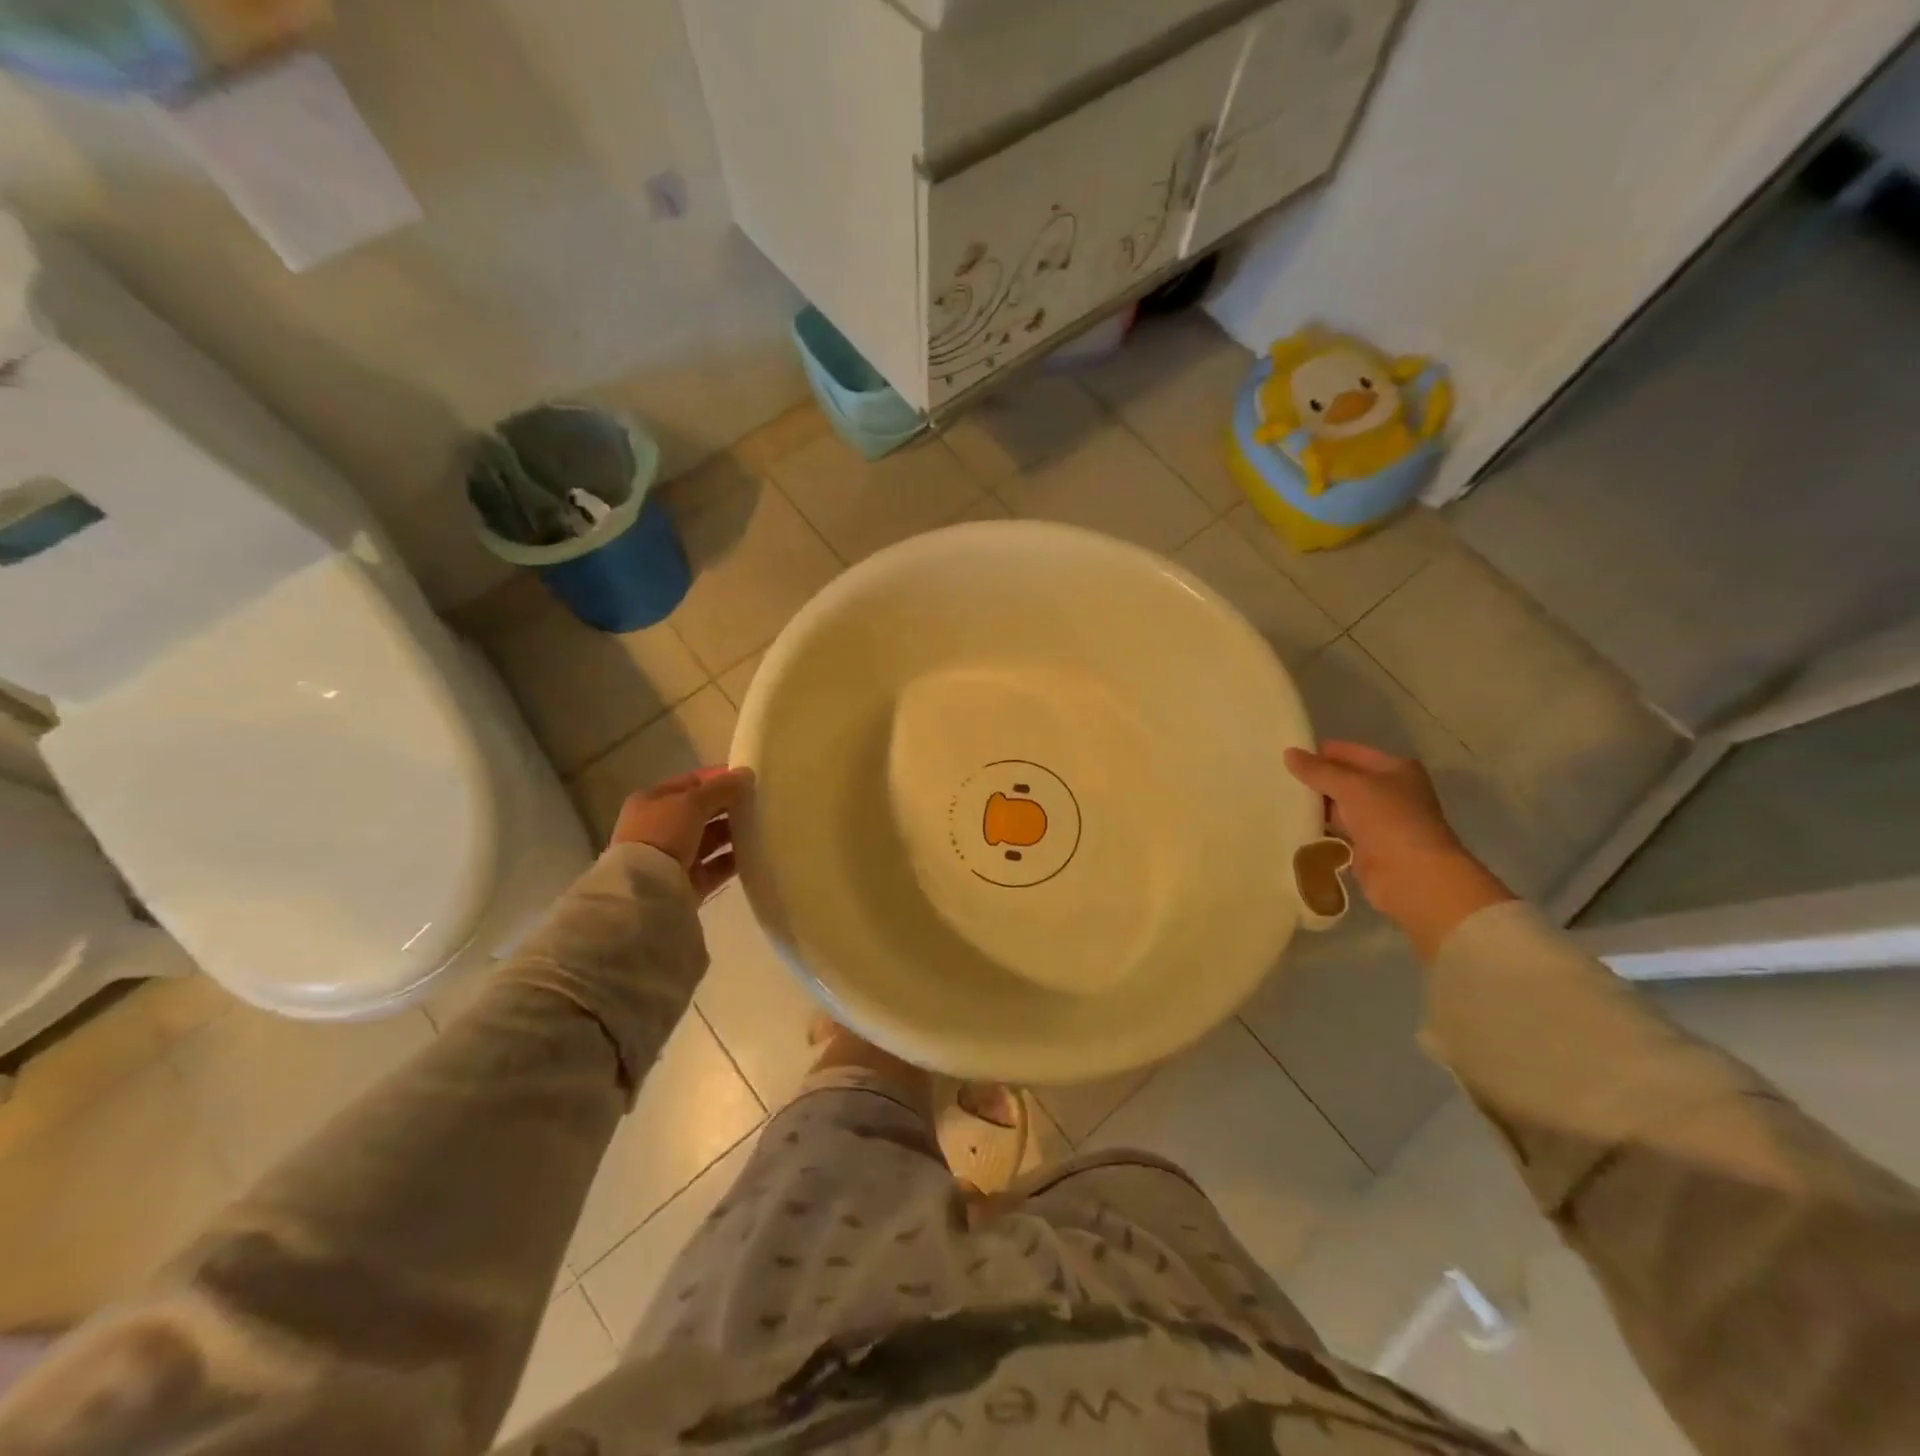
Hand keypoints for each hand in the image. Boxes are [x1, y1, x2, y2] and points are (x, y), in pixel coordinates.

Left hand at [611, 766, 753, 898]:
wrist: (646, 890)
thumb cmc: (663, 833)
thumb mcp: (692, 802)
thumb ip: (721, 788)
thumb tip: (747, 774)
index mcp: (652, 802)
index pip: (691, 782)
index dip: (719, 778)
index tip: (748, 779)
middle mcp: (661, 827)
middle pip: (702, 811)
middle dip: (728, 806)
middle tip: (759, 803)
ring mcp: (674, 856)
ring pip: (710, 839)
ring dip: (733, 832)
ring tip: (761, 827)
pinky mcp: (688, 882)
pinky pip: (716, 866)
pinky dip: (733, 859)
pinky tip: (754, 852)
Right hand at [1284, 741, 1512, 959]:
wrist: (1414, 878)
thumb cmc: (1389, 820)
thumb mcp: (1351, 787)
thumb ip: (1318, 770)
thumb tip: (1289, 753)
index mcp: (1395, 770)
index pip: (1350, 752)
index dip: (1321, 752)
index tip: (1286, 755)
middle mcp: (1390, 792)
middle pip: (1344, 780)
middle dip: (1314, 780)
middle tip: (1276, 778)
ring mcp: (1380, 822)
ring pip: (1339, 807)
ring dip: (1315, 806)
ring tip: (1277, 800)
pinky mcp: (1368, 848)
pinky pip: (1337, 832)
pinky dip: (1319, 830)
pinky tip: (1292, 826)